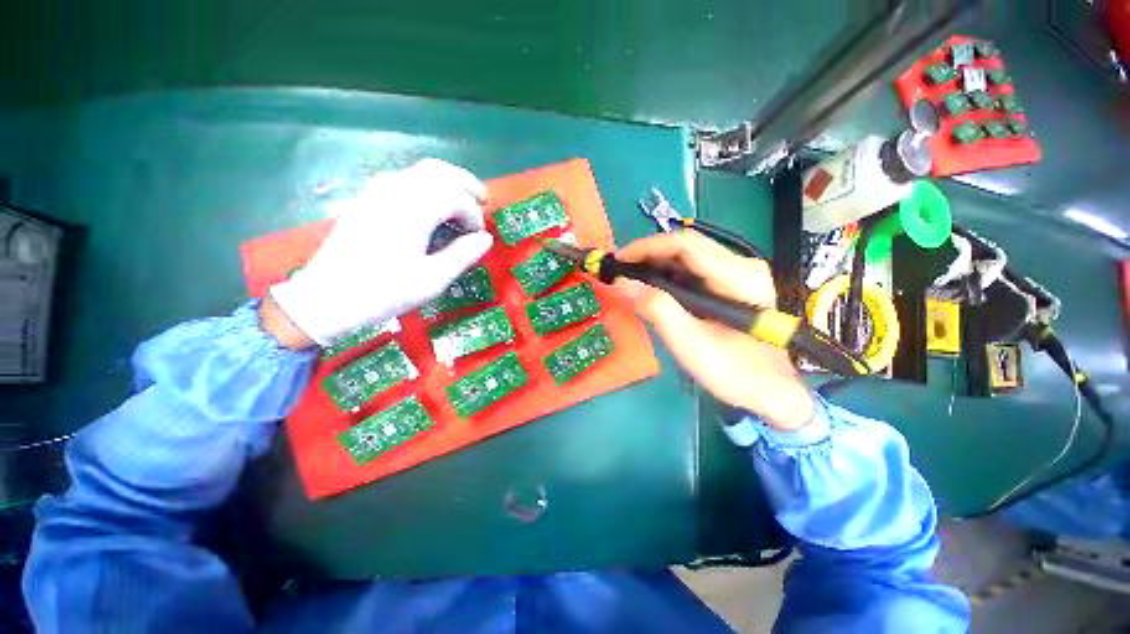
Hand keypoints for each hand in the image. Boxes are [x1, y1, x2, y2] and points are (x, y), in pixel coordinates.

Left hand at [270, 159, 493, 345]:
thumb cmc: (383, 292)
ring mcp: (377, 192)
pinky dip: (429, 186)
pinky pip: (405, 179)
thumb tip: (486, 239)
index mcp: (412, 210)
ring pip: (421, 171)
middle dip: (466, 184)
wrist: (326, 298)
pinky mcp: (368, 199)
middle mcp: (395, 191)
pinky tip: (434, 207)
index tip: (479, 239)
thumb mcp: (432, 280)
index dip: (474, 216)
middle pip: (439, 171)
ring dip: (448, 182)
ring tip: (463, 202)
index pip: (455, 198)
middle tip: (483, 202)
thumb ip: (463, 255)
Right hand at [615, 231, 813, 429]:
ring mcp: (740, 273)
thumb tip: (621, 283)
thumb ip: (657, 309)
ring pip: (689, 255)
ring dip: (657, 263)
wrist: (771, 391)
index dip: (647, 247)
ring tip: (631, 278)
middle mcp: (743, 266)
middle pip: (687, 246)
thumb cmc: (733, 372)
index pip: (685, 245)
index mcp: (738, 277)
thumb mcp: (689, 343)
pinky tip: (653, 286)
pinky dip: (669, 274)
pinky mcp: (734, 284)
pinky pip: (695, 269)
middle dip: (648, 254)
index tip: (618, 260)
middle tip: (619, 270)